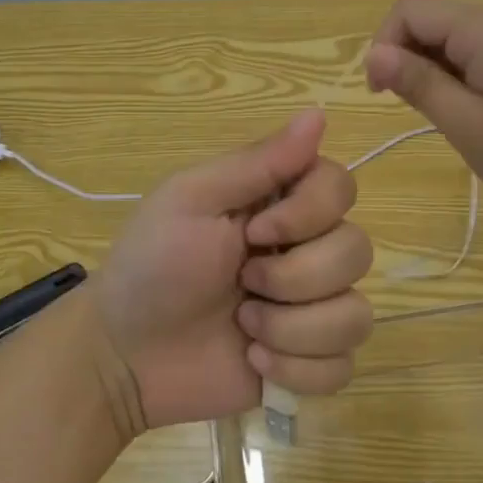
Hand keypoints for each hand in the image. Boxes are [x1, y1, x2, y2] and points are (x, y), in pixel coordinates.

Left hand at [90, 109, 373, 432]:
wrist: (125, 353)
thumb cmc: (152, 263)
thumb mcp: (193, 199)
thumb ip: (258, 161)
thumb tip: (319, 112)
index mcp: (280, 204)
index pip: (342, 187)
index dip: (311, 213)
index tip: (256, 231)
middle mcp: (306, 249)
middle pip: (357, 251)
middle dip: (294, 278)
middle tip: (241, 282)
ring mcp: (312, 309)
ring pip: (356, 314)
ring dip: (292, 328)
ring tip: (244, 328)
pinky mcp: (310, 363)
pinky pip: (343, 366)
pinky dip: (297, 369)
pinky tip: (254, 361)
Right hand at [363, 0, 482, 219]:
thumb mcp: (469, 125)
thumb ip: (419, 84)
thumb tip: (376, 54)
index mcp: (481, 29)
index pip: (408, 10)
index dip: (383, 45)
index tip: (383, 94)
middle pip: (432, 20)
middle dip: (409, 58)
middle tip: (419, 111)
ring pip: (457, 37)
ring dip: (436, 69)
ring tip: (451, 117)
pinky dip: (465, 74)